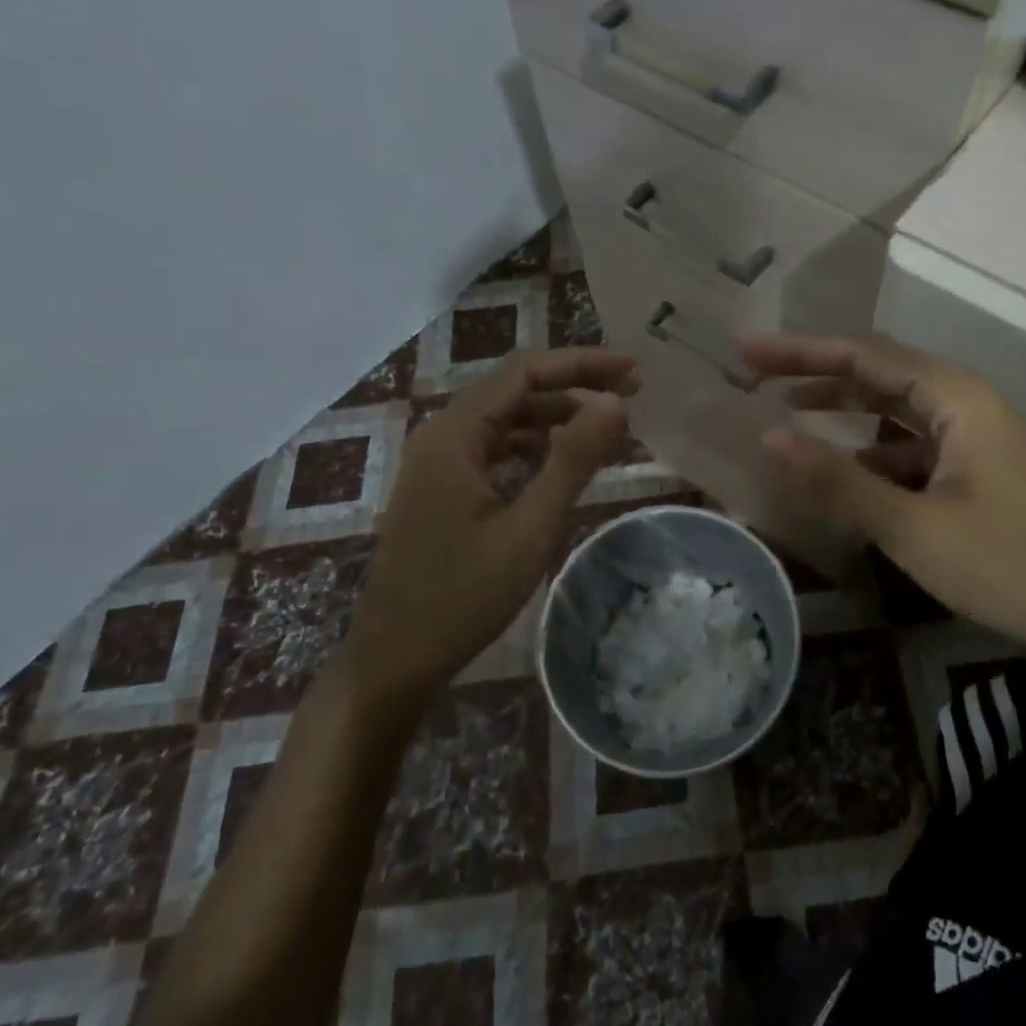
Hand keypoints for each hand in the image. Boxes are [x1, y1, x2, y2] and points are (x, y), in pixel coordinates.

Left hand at [341, 348, 637, 712]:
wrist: (393, 662)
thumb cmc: (461, 597)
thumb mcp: (530, 528)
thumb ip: (573, 459)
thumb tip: (615, 401)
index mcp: (454, 434)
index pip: (525, 372)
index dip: (582, 364)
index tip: (633, 371)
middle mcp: (442, 436)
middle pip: (517, 390)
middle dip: (576, 388)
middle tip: (633, 397)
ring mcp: (440, 464)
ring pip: (508, 421)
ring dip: (559, 419)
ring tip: (610, 432)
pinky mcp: (444, 490)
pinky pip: (497, 450)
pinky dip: (537, 448)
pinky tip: (567, 464)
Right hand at [743, 334, 1025, 678]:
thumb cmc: (1015, 565)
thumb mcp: (915, 527)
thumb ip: (839, 480)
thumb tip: (768, 438)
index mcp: (955, 398)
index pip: (862, 356)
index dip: (799, 351)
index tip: (746, 352)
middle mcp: (965, 405)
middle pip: (878, 374)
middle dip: (815, 373)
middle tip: (754, 377)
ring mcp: (976, 440)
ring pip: (895, 412)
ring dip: (843, 411)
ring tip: (786, 414)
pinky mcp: (980, 473)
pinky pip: (913, 447)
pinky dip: (872, 452)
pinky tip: (844, 472)